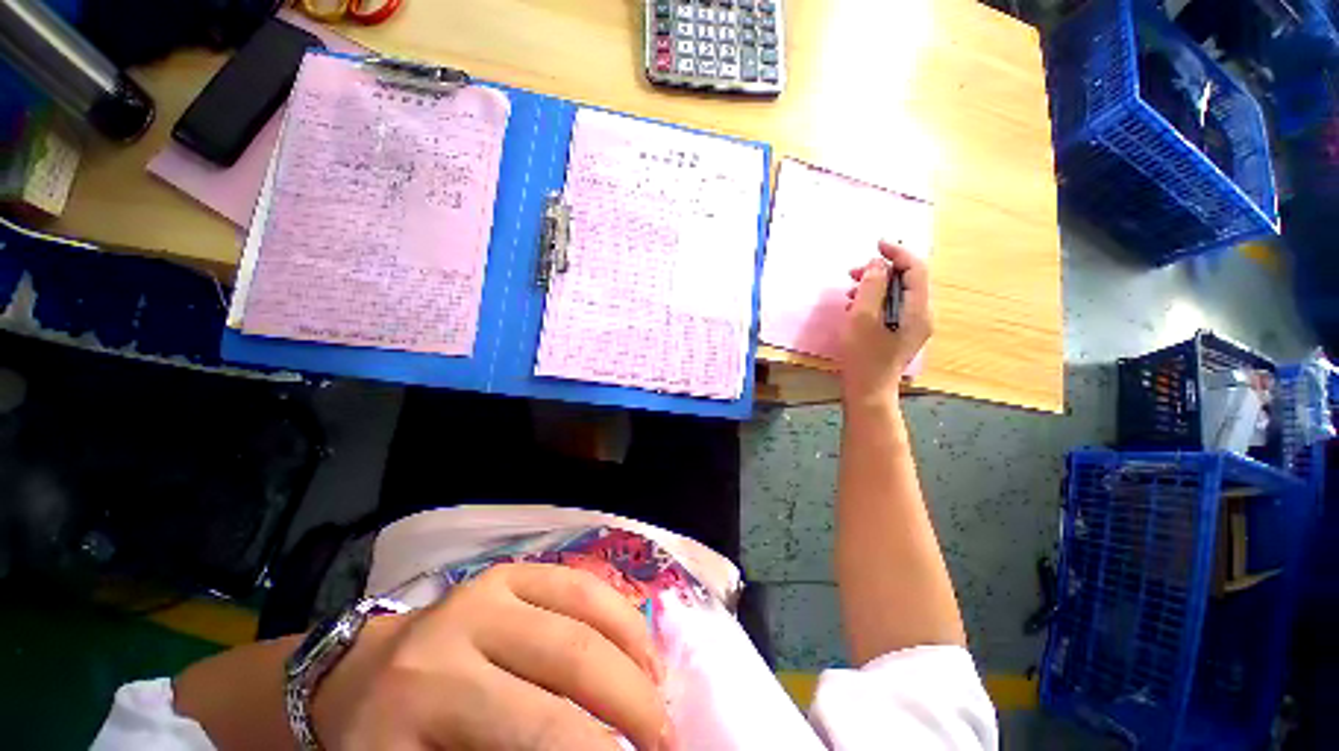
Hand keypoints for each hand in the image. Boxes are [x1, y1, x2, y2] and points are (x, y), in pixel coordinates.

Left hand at [313, 563, 669, 749]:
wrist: (356, 677)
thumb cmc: (382, 745)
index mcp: (429, 693)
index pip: (539, 731)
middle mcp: (465, 625)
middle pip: (575, 659)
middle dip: (634, 705)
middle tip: (666, 743)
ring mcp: (492, 586)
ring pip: (588, 610)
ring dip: (636, 655)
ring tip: (662, 695)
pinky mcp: (511, 571)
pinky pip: (580, 583)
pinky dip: (619, 613)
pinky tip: (638, 646)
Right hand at [841, 241, 931, 406]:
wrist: (868, 390)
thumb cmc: (863, 356)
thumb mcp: (862, 318)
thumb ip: (872, 287)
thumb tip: (878, 264)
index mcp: (918, 309)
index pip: (916, 269)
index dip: (898, 252)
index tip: (876, 244)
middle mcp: (922, 314)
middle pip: (907, 280)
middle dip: (881, 271)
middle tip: (853, 273)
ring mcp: (914, 325)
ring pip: (898, 293)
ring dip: (875, 286)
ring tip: (850, 291)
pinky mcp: (902, 333)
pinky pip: (892, 307)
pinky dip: (875, 301)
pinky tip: (855, 307)